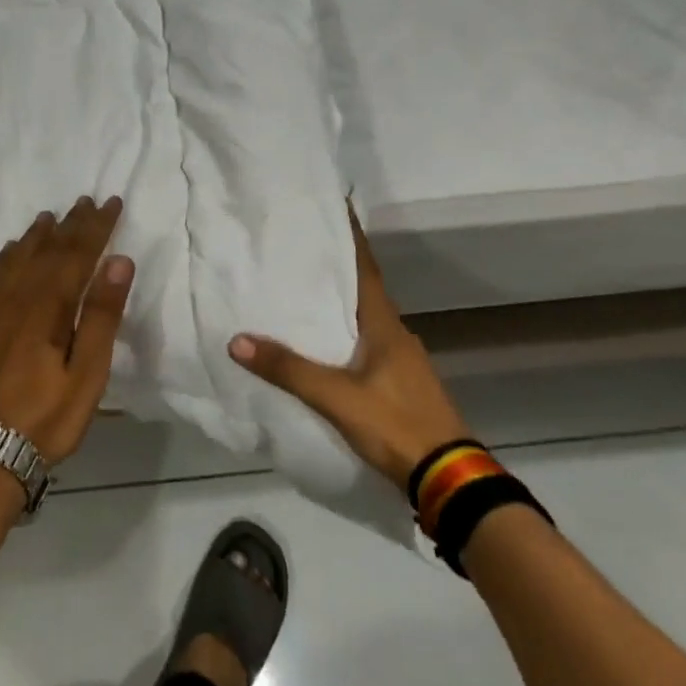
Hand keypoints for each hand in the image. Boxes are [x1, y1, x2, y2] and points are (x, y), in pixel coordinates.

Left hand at [0, 197, 134, 464]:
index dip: (96, 227)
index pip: (76, 255)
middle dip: (71, 224)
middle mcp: (18, 299)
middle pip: (48, 251)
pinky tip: (12, 251)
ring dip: (39, 235)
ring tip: (52, 216)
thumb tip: (118, 261)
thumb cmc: (47, 418)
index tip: (111, 203)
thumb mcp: (87, 374)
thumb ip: (102, 316)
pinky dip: (7, 256)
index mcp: (48, 308)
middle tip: (88, 201)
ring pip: (19, 258)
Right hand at [229, 207, 468, 491]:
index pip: (366, 269)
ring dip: (338, 303)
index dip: (351, 238)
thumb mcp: (337, 397)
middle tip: (301, 248)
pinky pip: (365, 344)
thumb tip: (237, 340)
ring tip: (302, 292)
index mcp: (386, 324)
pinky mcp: (399, 384)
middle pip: (363, 290)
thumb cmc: (396, 424)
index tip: (337, 207)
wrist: (448, 478)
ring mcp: (401, 360)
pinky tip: (322, 345)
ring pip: (364, 319)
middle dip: (336, 267)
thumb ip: (289, 370)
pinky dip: (343, 334)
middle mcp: (396, 333)